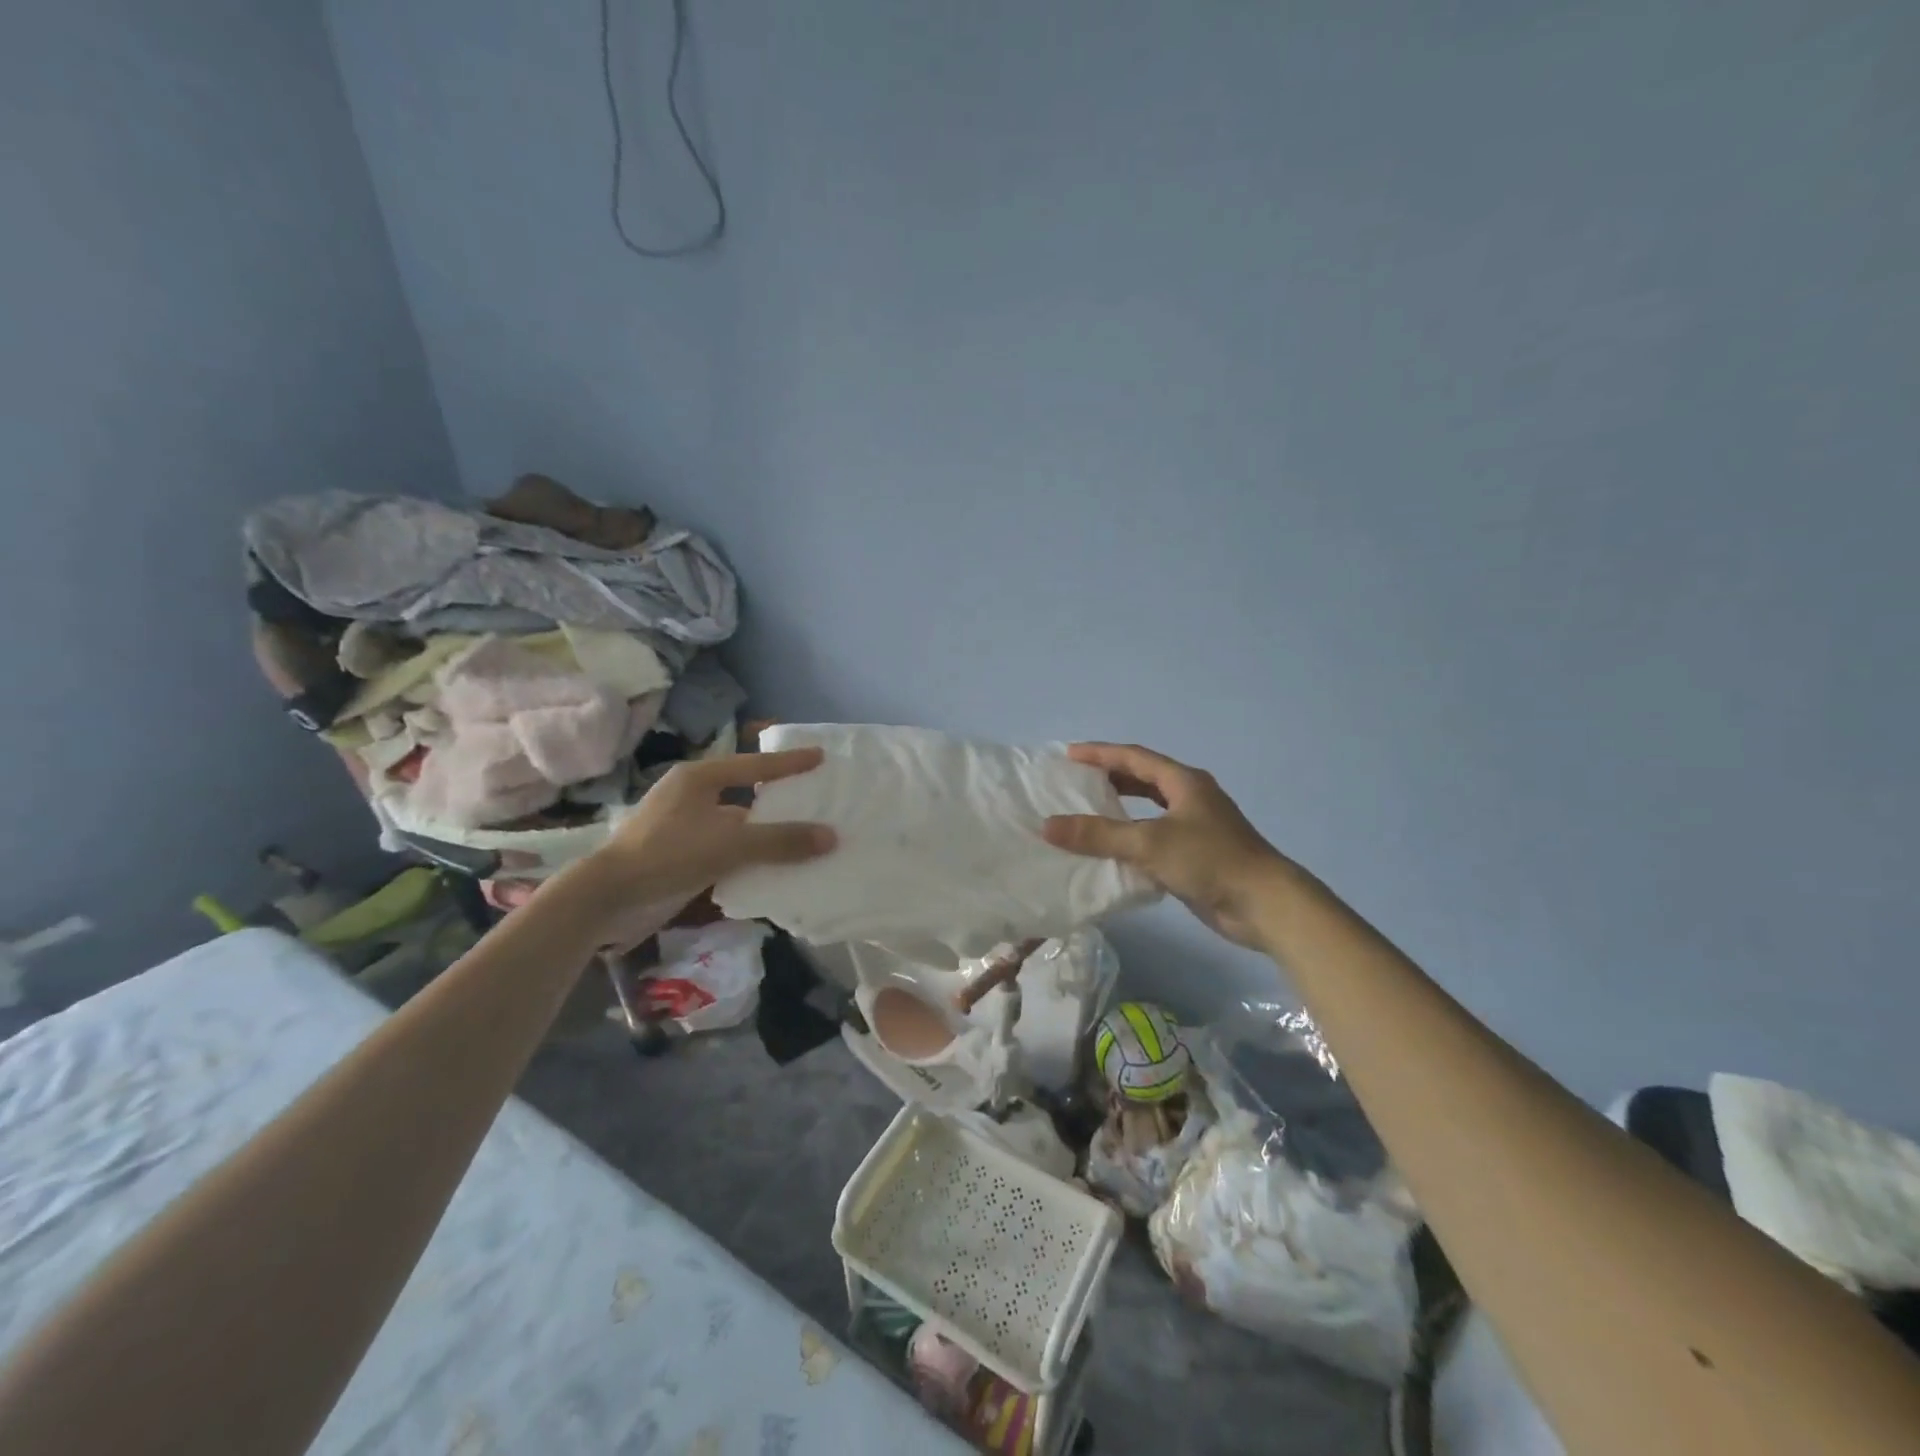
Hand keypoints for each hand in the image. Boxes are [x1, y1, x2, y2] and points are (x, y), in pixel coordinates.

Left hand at [584, 749, 835, 914]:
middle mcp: (691, 795)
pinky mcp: (678, 852)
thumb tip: (831, 837)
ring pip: (735, 823)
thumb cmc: (668, 854)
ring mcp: (682, 825)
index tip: (820, 757)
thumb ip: (781, 841)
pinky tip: (769, 866)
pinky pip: (724, 846)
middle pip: (746, 792)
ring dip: (764, 832)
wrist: (608, 897)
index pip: (755, 765)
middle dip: (778, 799)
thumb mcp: (730, 844)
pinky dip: (747, 854)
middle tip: (814, 799)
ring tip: (800, 838)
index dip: (789, 762)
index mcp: (699, 777)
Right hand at [1043, 742, 1291, 949]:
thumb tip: (1048, 826)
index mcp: (1184, 782)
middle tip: (1075, 782)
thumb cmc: (1210, 860)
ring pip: (1149, 810)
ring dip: (1120, 809)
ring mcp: (1195, 827)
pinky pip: (1154, 838)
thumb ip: (1098, 834)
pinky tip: (1111, 851)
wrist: (1265, 904)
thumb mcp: (1149, 843)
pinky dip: (1131, 838)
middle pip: (1143, 779)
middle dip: (1110, 778)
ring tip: (1087, 812)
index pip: (1134, 757)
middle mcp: (1190, 798)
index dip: (1101, 753)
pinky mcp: (1195, 855)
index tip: (1068, 755)